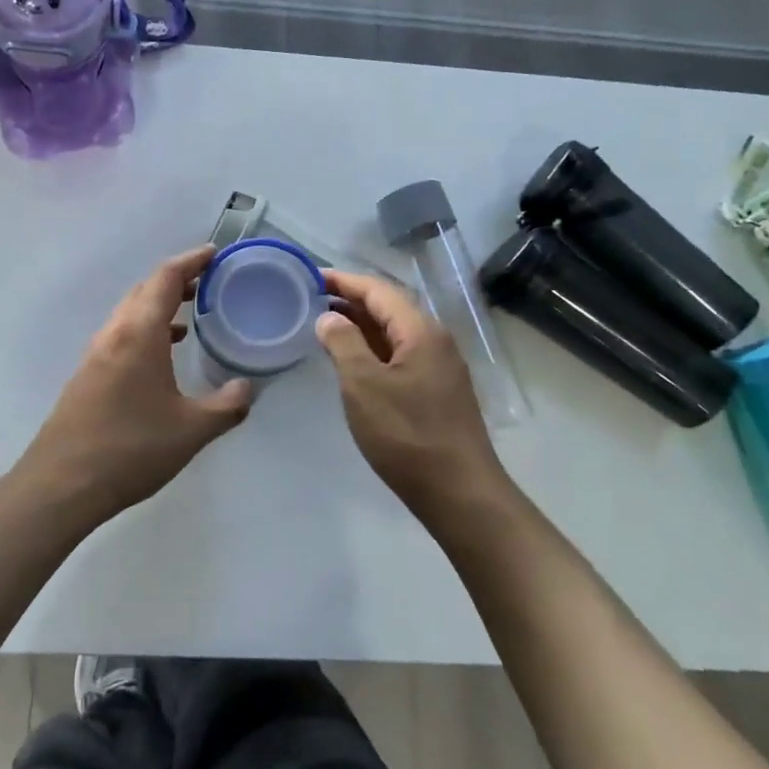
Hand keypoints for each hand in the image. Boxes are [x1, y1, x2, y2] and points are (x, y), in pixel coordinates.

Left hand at [17, 246, 252, 518]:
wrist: (61, 485)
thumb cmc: (131, 449)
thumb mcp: (192, 431)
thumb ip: (227, 406)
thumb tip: (247, 388)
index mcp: (139, 334)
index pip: (166, 278)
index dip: (191, 261)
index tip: (214, 253)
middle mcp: (113, 334)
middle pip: (144, 290)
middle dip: (176, 280)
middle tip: (208, 282)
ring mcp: (95, 355)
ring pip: (129, 313)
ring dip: (159, 306)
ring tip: (191, 315)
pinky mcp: (87, 376)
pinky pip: (120, 336)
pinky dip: (145, 330)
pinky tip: (162, 356)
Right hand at [315, 270, 507, 512]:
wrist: (459, 492)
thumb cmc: (406, 434)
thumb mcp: (364, 386)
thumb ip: (343, 343)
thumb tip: (329, 317)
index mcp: (420, 331)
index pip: (377, 289)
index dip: (342, 280)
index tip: (309, 276)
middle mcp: (434, 340)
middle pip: (388, 307)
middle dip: (350, 299)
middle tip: (310, 299)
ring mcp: (438, 367)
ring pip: (394, 333)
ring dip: (360, 325)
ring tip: (323, 325)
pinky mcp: (436, 391)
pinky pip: (400, 355)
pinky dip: (372, 349)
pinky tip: (351, 361)